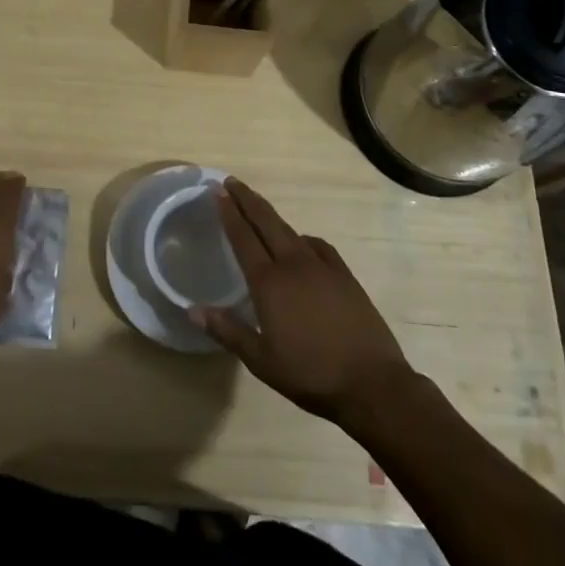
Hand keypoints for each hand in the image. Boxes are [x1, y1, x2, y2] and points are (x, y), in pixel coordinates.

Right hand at [193, 178, 413, 428]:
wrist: (372, 383)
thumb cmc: (310, 374)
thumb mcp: (261, 361)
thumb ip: (227, 331)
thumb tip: (192, 309)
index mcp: (269, 283)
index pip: (243, 238)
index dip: (230, 213)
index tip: (218, 192)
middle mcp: (293, 265)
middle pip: (266, 222)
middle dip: (247, 199)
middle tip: (231, 182)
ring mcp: (322, 267)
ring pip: (290, 230)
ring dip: (271, 216)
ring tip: (258, 208)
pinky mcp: (344, 275)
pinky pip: (318, 246)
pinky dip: (302, 238)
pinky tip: (301, 243)